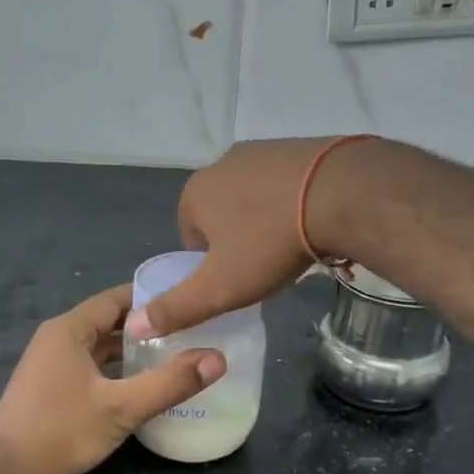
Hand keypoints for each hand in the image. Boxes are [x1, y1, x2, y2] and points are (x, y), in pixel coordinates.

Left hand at [0, 284, 225, 473]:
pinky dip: (114, 371)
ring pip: (98, 348)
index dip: (151, 298)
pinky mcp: (50, 390)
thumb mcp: (123, 407)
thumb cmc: (62, 430)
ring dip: (130, 351)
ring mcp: (50, 366)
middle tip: (188, 330)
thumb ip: (171, 382)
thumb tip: (218, 358)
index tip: (187, 301)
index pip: (115, 298)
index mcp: (69, 330)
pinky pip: (89, 369)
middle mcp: (56, 340)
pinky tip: (140, 386)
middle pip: (107, 322)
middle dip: (145, 327)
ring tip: (172, 355)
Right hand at [127, 137, 373, 340]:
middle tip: (266, 265)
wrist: (340, 194)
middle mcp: (221, 164)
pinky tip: (313, 220)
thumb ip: (175, 308)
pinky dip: (293, 201)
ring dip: (265, 220)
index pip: (190, 238)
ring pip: (254, 197)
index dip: (211, 264)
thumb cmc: (268, 243)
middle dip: (238, 240)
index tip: (238, 280)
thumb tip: (133, 326)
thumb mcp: (218, 287)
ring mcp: (261, 150)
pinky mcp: (299, 146)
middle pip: (221, 215)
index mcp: (194, 194)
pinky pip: (285, 183)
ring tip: (292, 245)